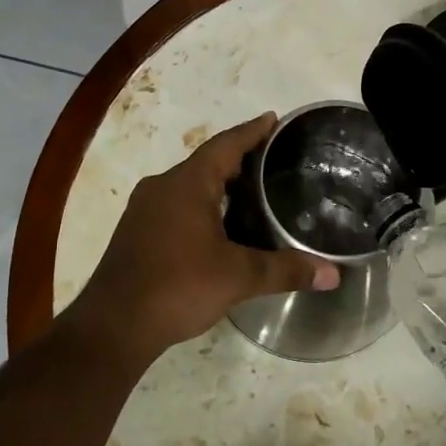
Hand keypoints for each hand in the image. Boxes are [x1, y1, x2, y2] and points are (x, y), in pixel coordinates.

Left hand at [71, 113, 339, 364]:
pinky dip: (201, 204)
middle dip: (239, 158)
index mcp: (187, 183)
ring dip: (218, 183)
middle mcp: (162, 186)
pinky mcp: (136, 232)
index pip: (226, 145)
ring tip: (251, 190)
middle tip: (272, 159)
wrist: (113, 326)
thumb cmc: (177, 287)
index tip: (273, 119)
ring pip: (189, 184)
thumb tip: (332, 275)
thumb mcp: (238, 277)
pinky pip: (176, 204)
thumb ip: (285, 270)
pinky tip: (218, 225)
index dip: (252, 131)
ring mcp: (144, 209)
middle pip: (207, 161)